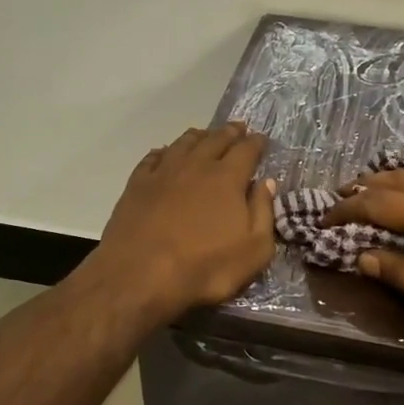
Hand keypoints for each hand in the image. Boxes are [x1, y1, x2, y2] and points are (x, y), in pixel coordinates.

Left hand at [87, 122, 276, 322]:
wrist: (140, 276)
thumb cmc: (205, 268)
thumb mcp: (253, 250)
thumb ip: (263, 213)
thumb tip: (266, 183)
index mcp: (227, 178)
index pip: (247, 150)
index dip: (256, 143)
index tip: (261, 139)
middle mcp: (196, 166)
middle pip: (216, 140)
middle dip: (230, 132)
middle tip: (238, 128)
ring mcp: (163, 172)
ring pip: (184, 143)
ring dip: (199, 136)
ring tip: (205, 135)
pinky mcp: (137, 184)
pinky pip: (153, 158)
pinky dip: (164, 151)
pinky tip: (165, 153)